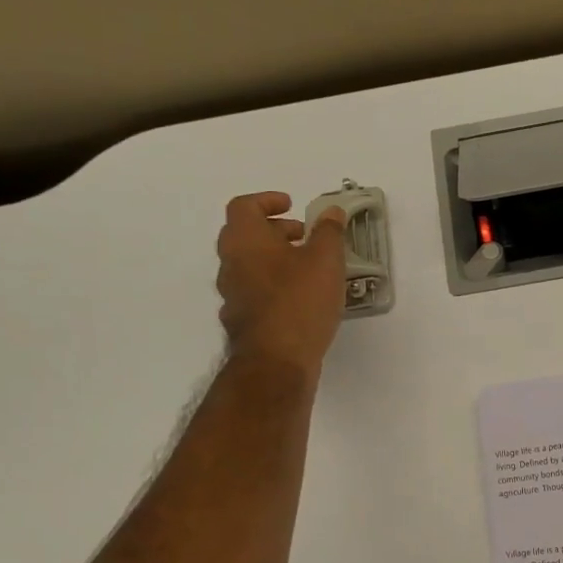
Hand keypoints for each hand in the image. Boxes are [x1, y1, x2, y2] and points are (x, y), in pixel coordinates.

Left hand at [215, 192, 348, 375]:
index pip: (244, 207)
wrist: (277, 361)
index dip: (267, 201)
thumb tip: (332, 211)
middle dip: (274, 231)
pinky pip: (255, 292)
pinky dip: (274, 286)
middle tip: (304, 236)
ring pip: (249, 265)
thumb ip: (329, 232)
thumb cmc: (300, 301)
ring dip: (274, 259)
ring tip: (308, 268)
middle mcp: (230, 264)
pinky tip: (300, 299)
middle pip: (245, 235)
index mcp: (245, 240)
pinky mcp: (242, 322)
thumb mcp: (325, 260)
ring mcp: (232, 295)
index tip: (291, 206)